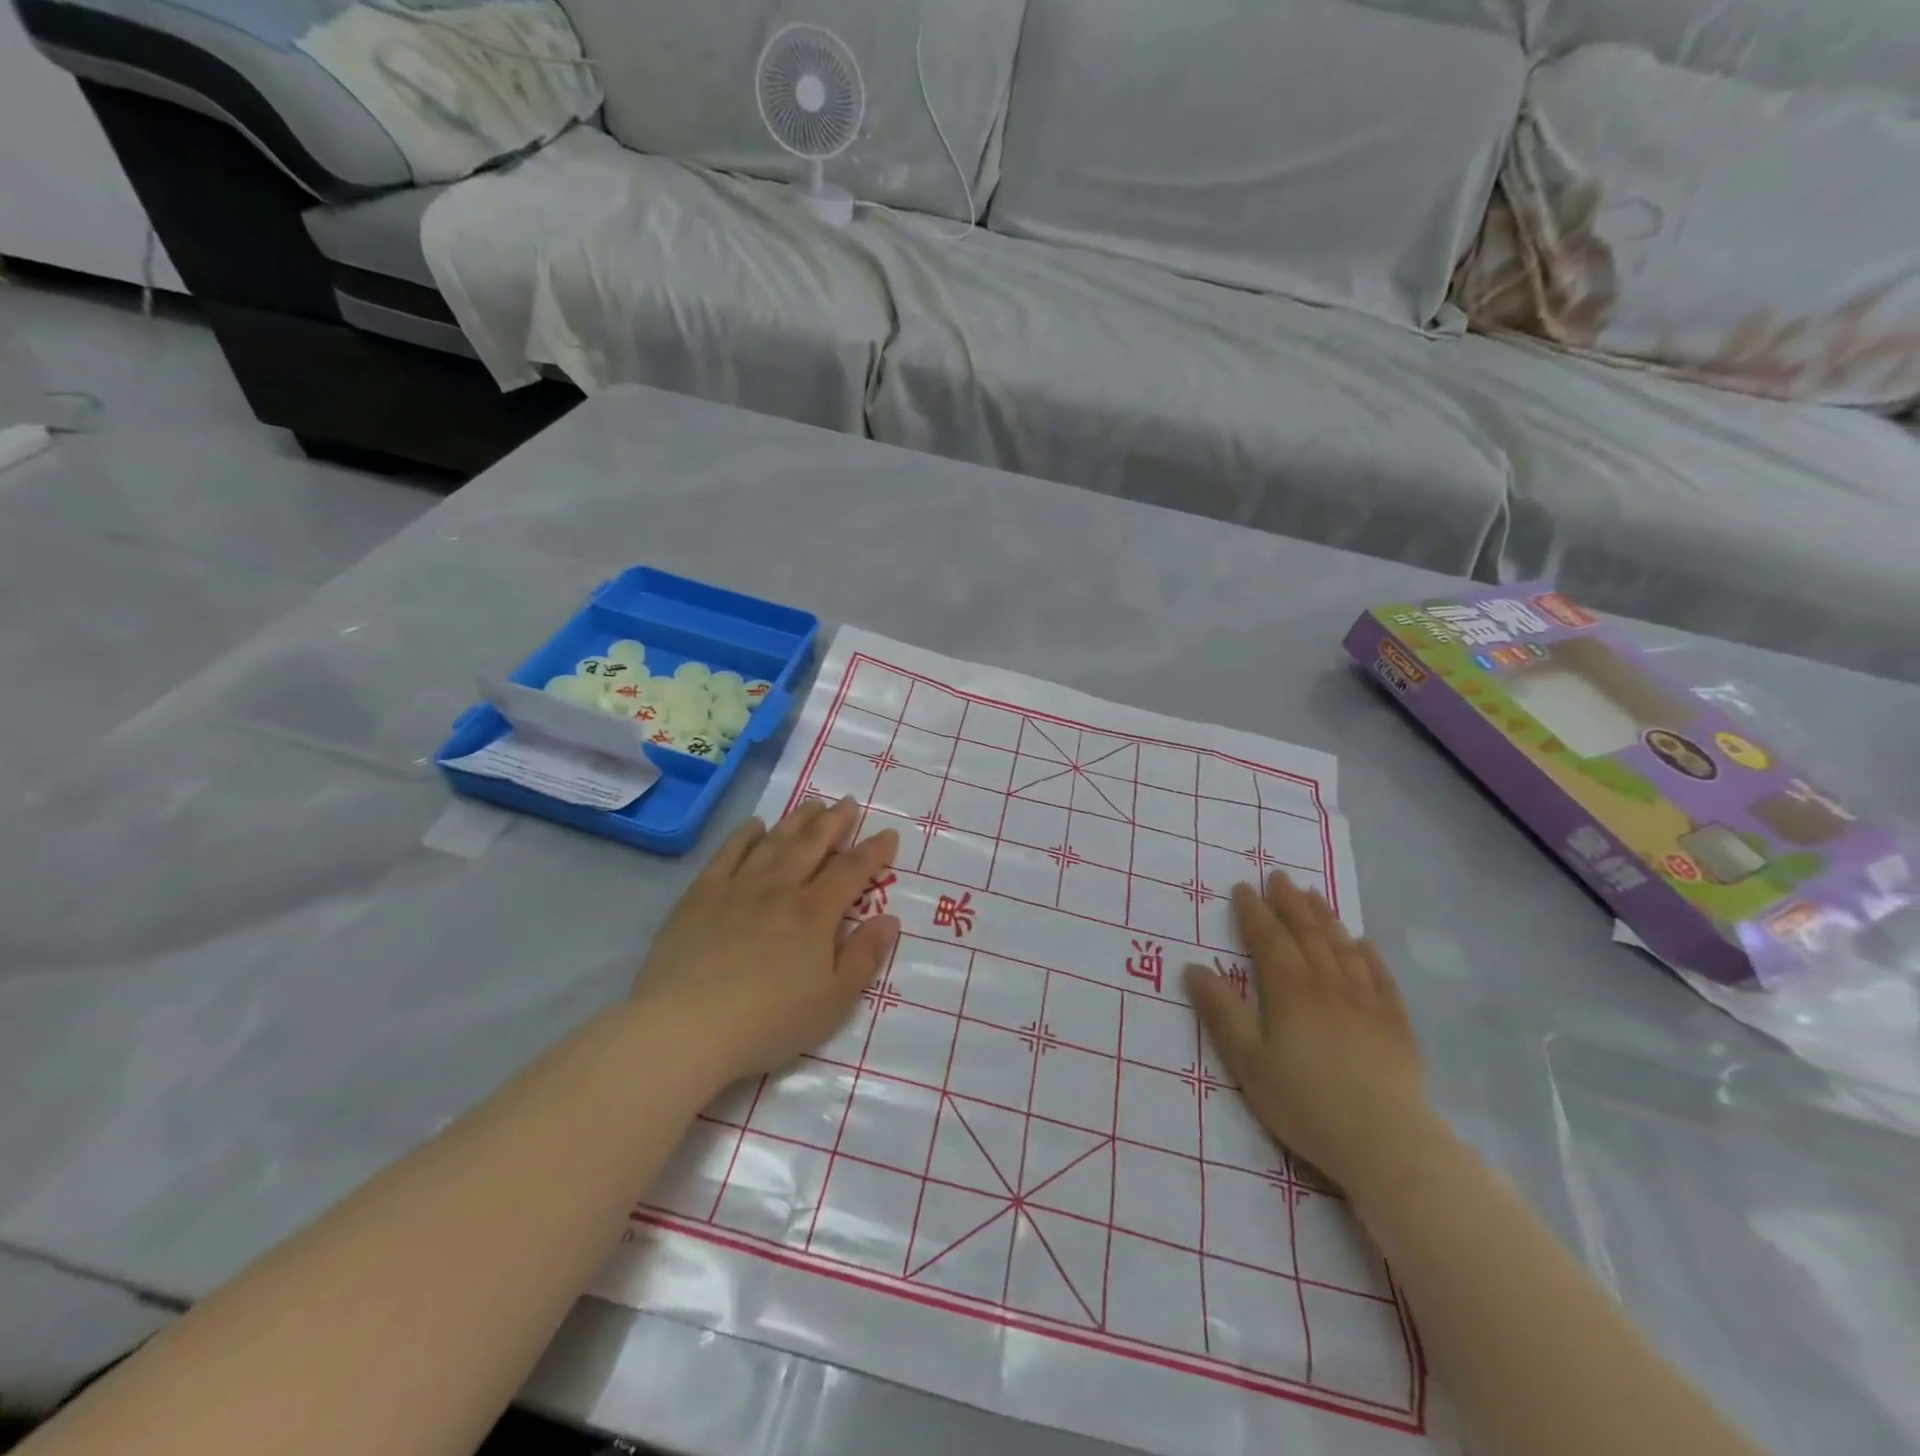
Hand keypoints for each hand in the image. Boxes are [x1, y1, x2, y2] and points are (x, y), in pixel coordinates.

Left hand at [632, 798, 899, 1087]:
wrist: (686, 1028)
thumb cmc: (768, 1022)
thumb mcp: (833, 1001)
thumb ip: (864, 957)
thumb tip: (890, 919)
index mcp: (815, 913)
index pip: (852, 871)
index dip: (873, 851)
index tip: (889, 834)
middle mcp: (780, 888)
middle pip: (812, 844)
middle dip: (835, 821)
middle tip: (848, 801)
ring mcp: (738, 887)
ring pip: (774, 842)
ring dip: (796, 820)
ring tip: (812, 803)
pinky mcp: (701, 895)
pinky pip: (728, 853)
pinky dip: (744, 835)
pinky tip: (754, 825)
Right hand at [1184, 873, 1437, 1199]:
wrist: (1386, 1142)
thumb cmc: (1305, 1102)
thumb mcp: (1247, 1062)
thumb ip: (1221, 1012)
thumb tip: (1193, 968)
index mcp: (1290, 991)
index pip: (1268, 939)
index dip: (1254, 911)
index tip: (1243, 887)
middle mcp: (1328, 984)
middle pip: (1307, 933)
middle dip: (1290, 903)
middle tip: (1279, 877)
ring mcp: (1367, 1001)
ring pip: (1343, 947)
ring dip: (1326, 918)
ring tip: (1314, 896)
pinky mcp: (1396, 1023)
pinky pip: (1381, 976)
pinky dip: (1369, 954)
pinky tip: (1364, 942)